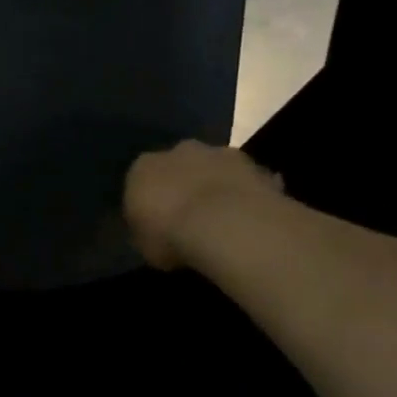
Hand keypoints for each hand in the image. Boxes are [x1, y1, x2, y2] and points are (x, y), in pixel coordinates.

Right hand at [123, 140, 281, 270]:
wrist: (226, 226)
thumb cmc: (171, 236)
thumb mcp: (144, 245)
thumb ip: (146, 231)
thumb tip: (153, 233)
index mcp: (142, 168)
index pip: (140, 181)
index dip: (149, 202)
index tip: (157, 223)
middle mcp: (178, 152)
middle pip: (178, 166)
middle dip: (183, 186)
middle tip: (189, 217)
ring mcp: (219, 153)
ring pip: (213, 168)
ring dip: (215, 186)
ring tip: (222, 219)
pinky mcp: (255, 165)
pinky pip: (245, 180)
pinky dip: (245, 195)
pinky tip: (248, 220)